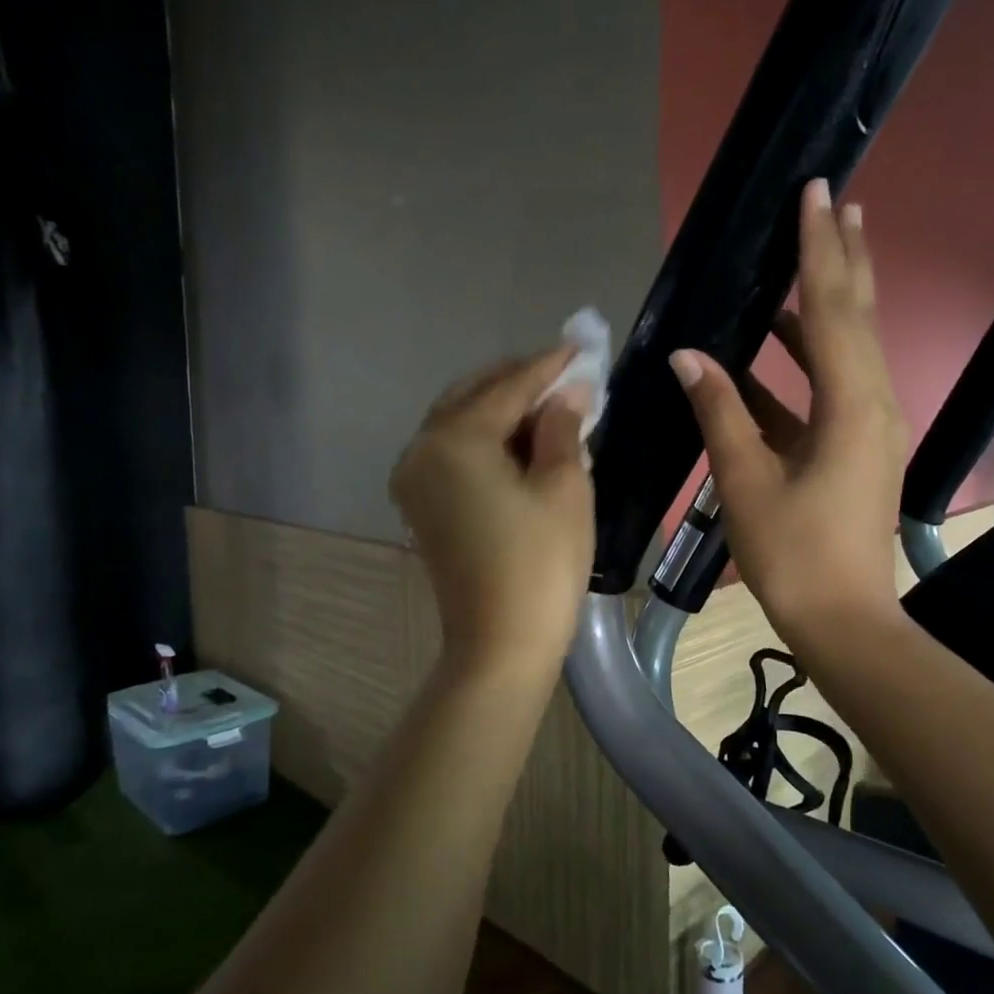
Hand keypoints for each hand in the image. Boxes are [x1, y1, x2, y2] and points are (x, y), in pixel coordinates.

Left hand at [390, 347, 594, 681]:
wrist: (500, 645)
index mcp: (455, 439)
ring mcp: (413, 480)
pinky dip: (485, 440)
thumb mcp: (564, 486)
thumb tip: (568, 393)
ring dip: (501, 410)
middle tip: (565, 377)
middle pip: (473, 396)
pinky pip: (452, 453)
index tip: (580, 348)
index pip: (508, 387)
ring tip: (548, 408)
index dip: (548, 366)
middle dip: (519, 383)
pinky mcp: (419, 505)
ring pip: (459, 423)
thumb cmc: (541, 564)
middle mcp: (421, 449)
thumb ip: (562, 427)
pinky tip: (519, 442)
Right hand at [669, 178, 910, 647]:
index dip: (821, 249)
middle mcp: (874, 404)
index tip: (816, 193)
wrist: (843, 620)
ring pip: (849, 349)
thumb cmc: (794, 554)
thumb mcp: (747, 480)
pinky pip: (832, 386)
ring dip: (827, 304)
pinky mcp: (856, 447)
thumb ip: (719, 411)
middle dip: (844, 257)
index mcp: (853, 407)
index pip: (835, 309)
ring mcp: (870, 426)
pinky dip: (806, 359)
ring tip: (809, 257)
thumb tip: (688, 354)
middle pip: (859, 316)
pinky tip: (773, 347)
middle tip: (835, 202)